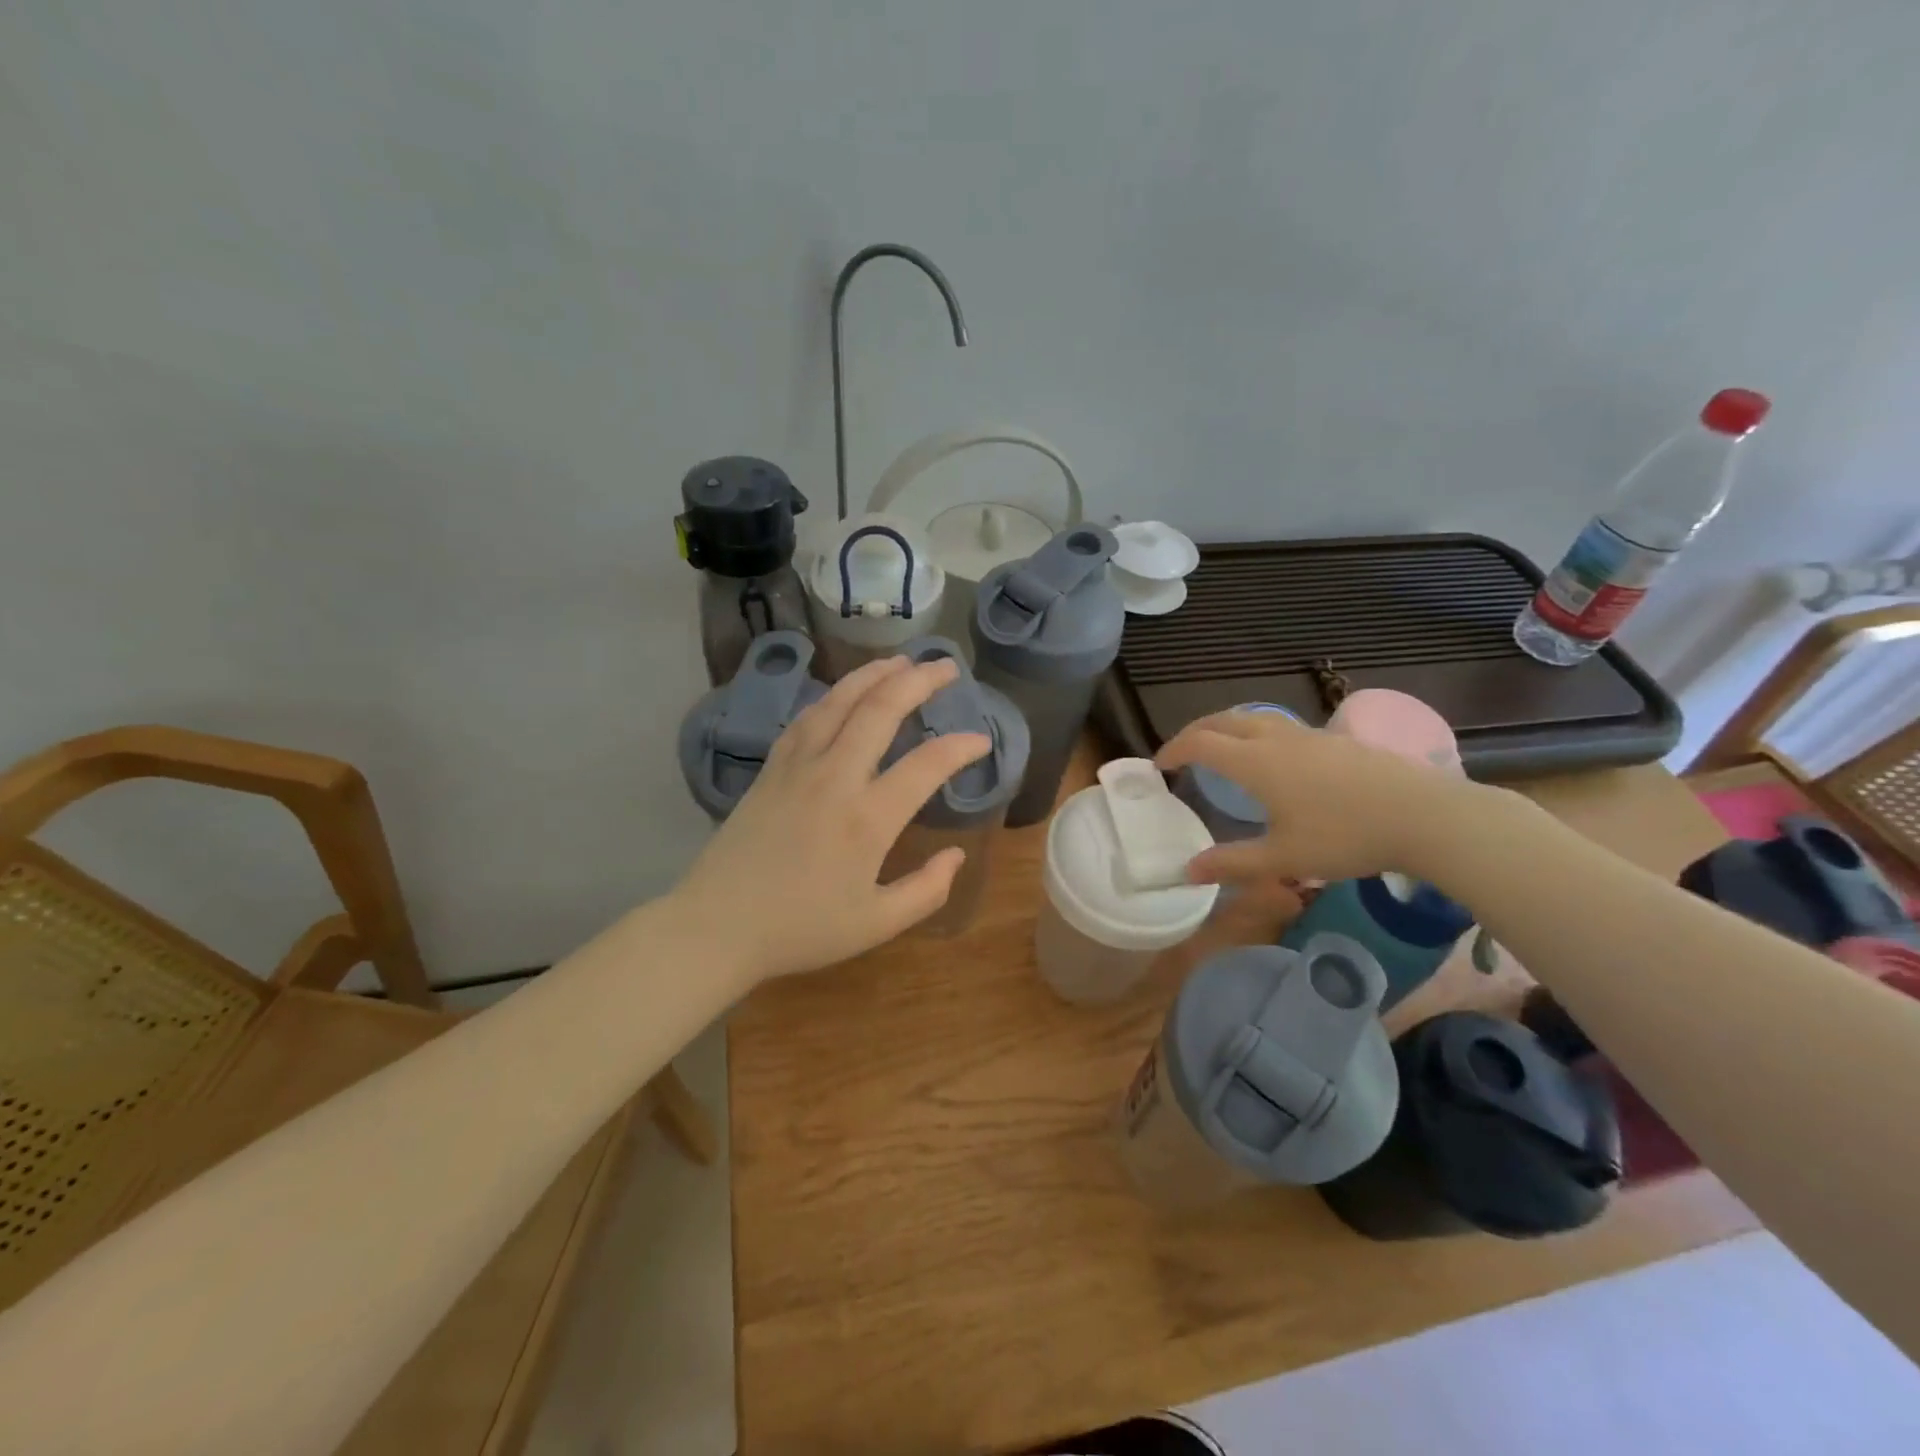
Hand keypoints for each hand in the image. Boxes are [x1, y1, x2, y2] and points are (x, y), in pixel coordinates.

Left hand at [670, 653, 990, 983]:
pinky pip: (808, 718)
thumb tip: (957, 855)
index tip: (981, 740)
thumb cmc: (800, 929)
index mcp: (867, 819)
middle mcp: (835, 778)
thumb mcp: (875, 925)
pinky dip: (833, 695)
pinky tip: (845, 691)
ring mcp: (798, 767)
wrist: (717, 926)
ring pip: (840, 702)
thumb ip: (926, 891)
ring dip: (874, 674)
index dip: (960, 747)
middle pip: (881, 710)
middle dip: (919, 681)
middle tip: (946, 667)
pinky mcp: (772, 768)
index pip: (926, 765)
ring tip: (901, 661)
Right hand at [1156, 710, 1483, 885]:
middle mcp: (1276, 738)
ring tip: (1221, 752)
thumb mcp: (1284, 859)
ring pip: (1254, 719)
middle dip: (1195, 731)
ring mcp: (1309, 735)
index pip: (1201, 743)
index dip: (1174, 750)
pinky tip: (1273, 762)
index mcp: (1256, 762)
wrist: (1425, 815)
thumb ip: (1232, 863)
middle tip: (1182, 752)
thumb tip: (1188, 871)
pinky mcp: (1336, 740)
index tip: (1159, 766)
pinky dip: (1257, 735)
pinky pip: (1281, 727)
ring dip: (1227, 729)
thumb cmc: (1346, 837)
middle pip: (1223, 720)